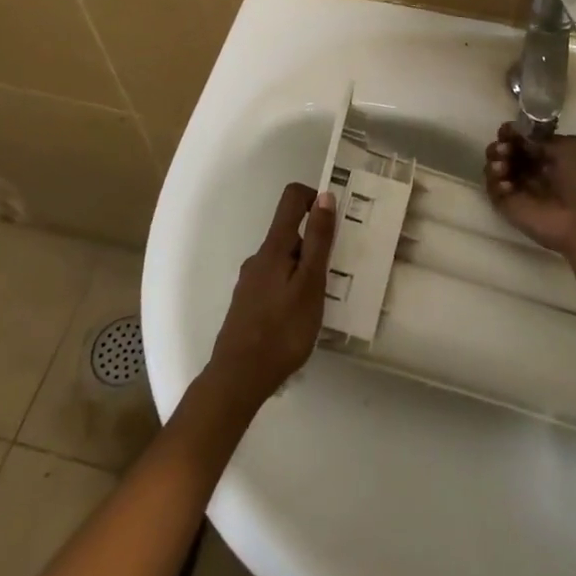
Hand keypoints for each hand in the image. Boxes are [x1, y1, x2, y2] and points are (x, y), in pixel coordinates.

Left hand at [203, 182, 336, 413]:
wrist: (238, 378)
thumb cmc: (282, 330)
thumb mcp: (310, 283)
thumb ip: (318, 240)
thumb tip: (324, 196)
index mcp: (275, 246)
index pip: (292, 199)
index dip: (314, 198)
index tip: (335, 221)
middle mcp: (259, 257)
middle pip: (290, 232)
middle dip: (315, 244)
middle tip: (337, 272)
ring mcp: (250, 281)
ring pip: (284, 260)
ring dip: (305, 270)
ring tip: (323, 300)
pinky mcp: (247, 304)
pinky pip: (276, 282)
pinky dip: (292, 288)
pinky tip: (301, 317)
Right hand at [484, 123, 575, 258]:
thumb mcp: (572, 146)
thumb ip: (542, 138)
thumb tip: (519, 135)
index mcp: (553, 156)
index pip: (526, 140)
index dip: (514, 133)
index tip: (506, 130)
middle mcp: (536, 172)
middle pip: (508, 153)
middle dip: (502, 145)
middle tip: (503, 148)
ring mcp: (522, 190)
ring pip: (497, 169)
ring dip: (495, 161)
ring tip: (502, 165)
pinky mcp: (511, 208)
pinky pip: (494, 190)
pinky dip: (493, 181)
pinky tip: (505, 180)